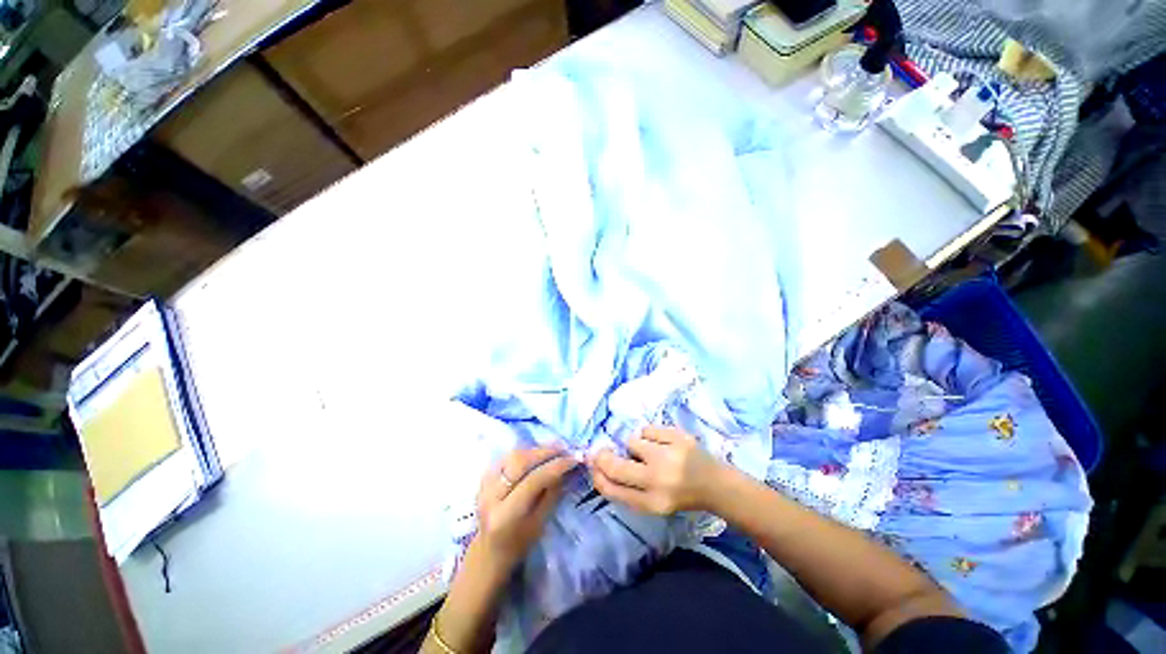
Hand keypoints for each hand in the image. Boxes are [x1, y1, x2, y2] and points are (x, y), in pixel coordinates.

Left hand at [475, 447, 577, 570]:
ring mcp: (484, 485)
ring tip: (553, 449)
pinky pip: (505, 457)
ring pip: (512, 455)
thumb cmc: (518, 543)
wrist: (489, 551)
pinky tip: (535, 454)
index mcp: (506, 514)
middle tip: (564, 448)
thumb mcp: (539, 523)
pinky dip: (523, 453)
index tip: (573, 459)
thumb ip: (551, 494)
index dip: (555, 467)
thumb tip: (565, 469)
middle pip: (519, 462)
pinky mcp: (484, 478)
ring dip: (534, 450)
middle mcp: (491, 496)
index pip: (533, 481)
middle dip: (544, 452)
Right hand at [588, 427, 725, 514]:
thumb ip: (626, 489)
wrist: (716, 484)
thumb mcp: (653, 503)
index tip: (593, 465)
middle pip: (616, 466)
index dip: (597, 475)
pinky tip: (662, 444)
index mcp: (652, 503)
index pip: (612, 489)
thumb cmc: (680, 495)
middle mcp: (659, 481)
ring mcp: (669, 456)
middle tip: (602, 451)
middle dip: (603, 457)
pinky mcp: (678, 437)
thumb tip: (598, 467)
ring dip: (635, 446)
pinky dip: (650, 436)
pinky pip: (648, 430)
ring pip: (632, 442)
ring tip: (650, 452)